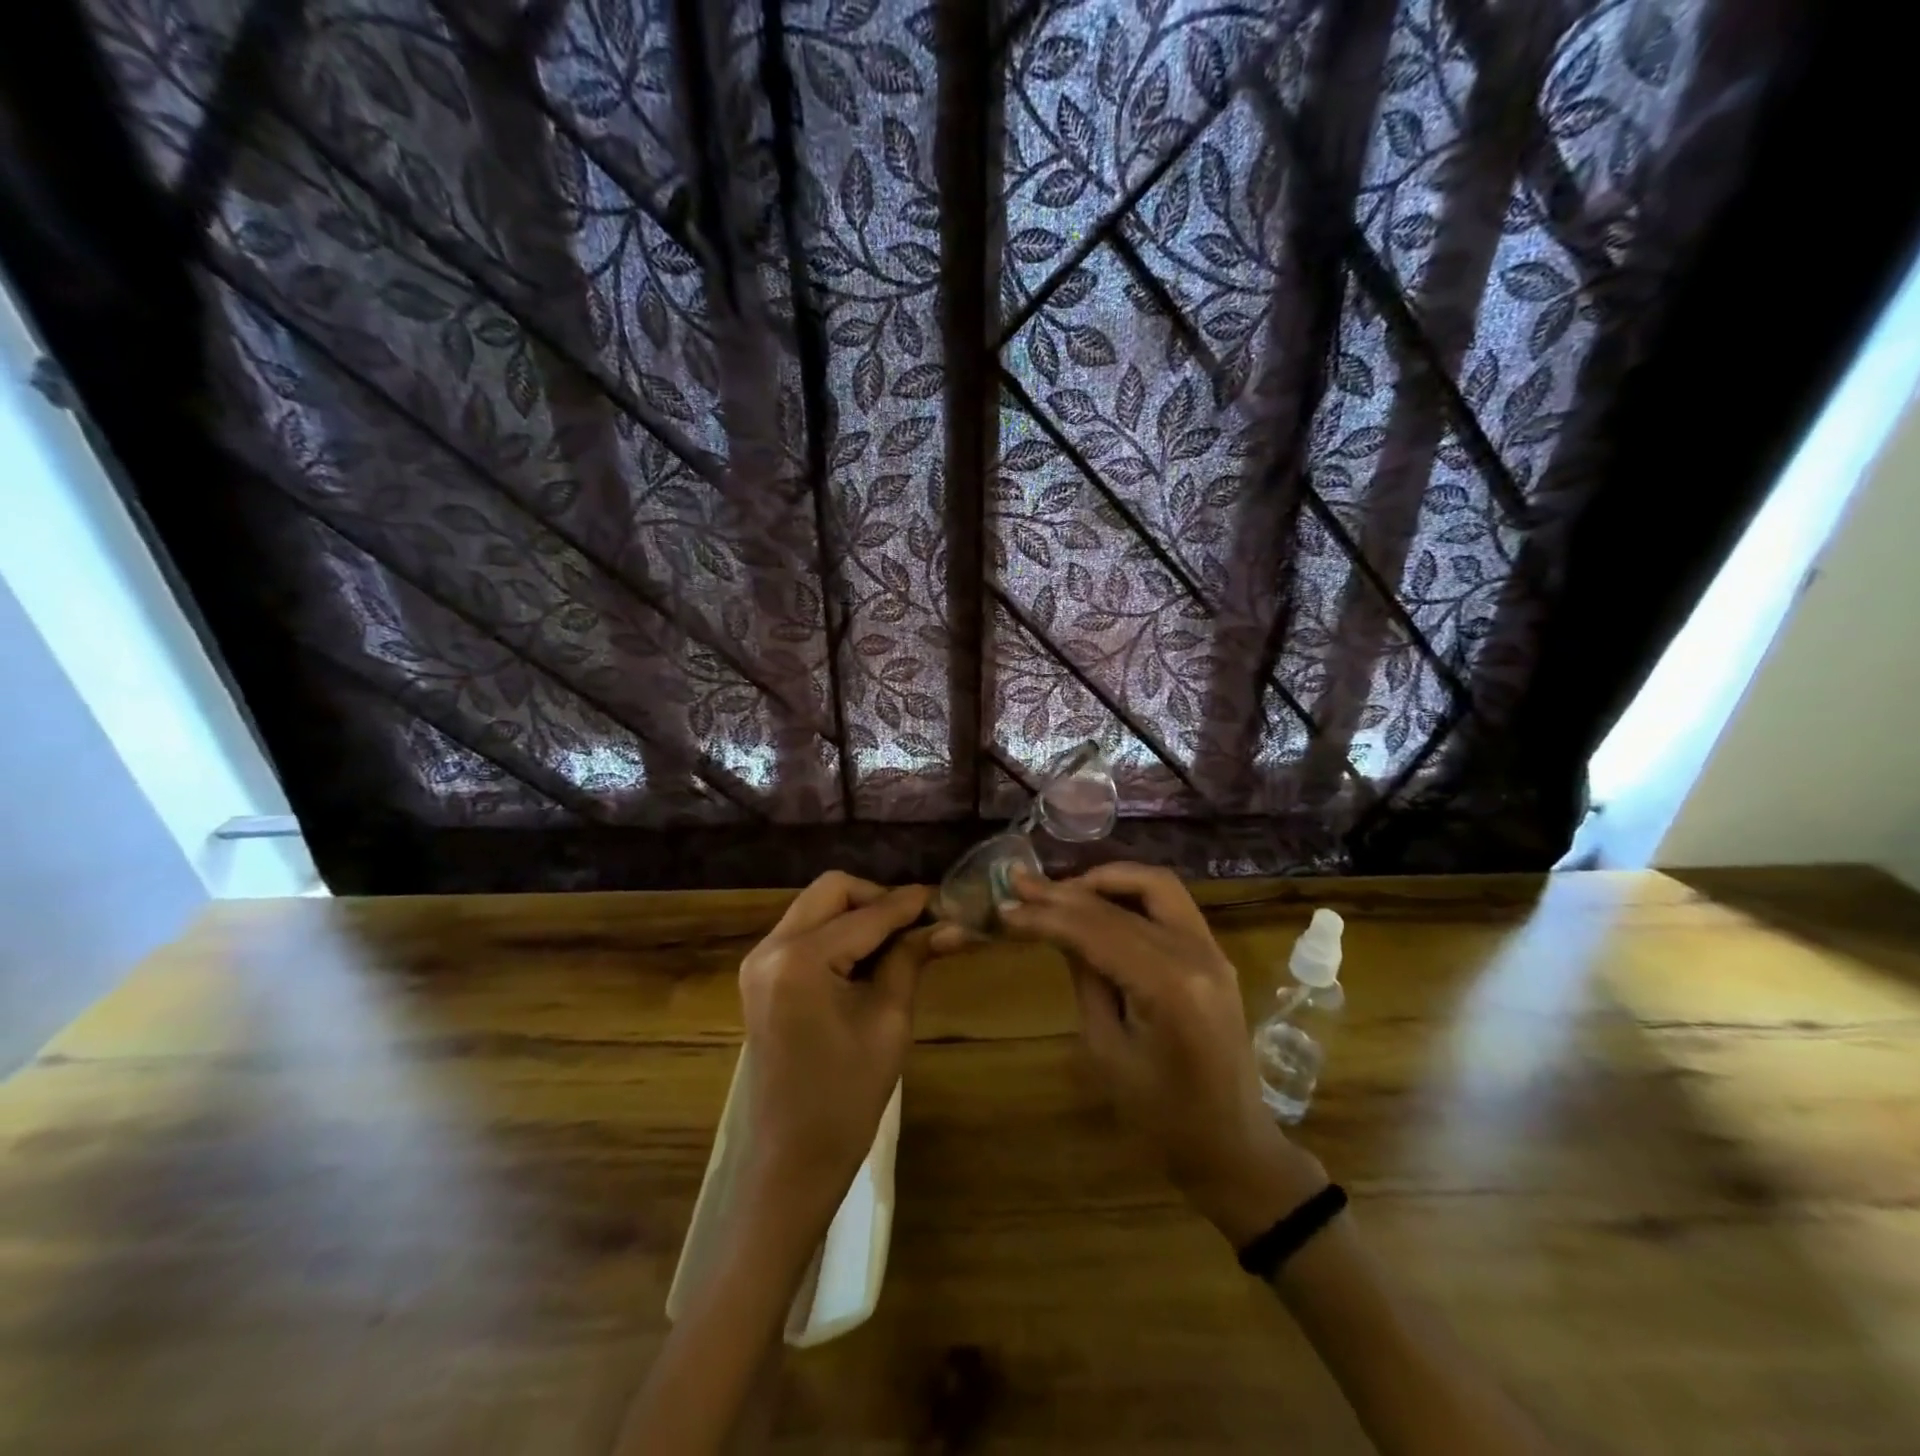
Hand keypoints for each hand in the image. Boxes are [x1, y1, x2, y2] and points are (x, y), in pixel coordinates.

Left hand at [737, 872, 946, 1232]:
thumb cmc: (846, 1097)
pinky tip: (868, 956)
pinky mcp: (761, 975)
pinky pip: (804, 931)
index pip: (867, 914)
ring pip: (816, 906)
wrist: (791, 1159)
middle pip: (832, 890)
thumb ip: (911, 958)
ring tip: (899, 940)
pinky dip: (838, 931)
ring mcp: (759, 960)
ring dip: (858, 913)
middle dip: (877, 898)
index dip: (910, 903)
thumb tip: (951, 923)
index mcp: (800, 959)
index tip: (946, 898)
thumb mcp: (889, 1020)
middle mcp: (770, 947)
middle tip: (917, 923)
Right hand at [1002, 863, 1325, 1244]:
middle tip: (1020, 884)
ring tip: (1062, 890)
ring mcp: (1212, 949)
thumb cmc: (1161, 1117)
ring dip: (1106, 879)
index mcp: (1170, 986)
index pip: (1096, 931)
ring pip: (1155, 884)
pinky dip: (1131, 892)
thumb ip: (1085, 979)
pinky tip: (1099, 901)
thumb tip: (1057, 929)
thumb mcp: (1107, 1051)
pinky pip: (1170, 903)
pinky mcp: (1214, 953)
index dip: (1046, 916)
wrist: (1232, 1145)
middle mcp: (1197, 953)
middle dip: (1066, 892)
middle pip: (1122, 903)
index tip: (1005, 907)